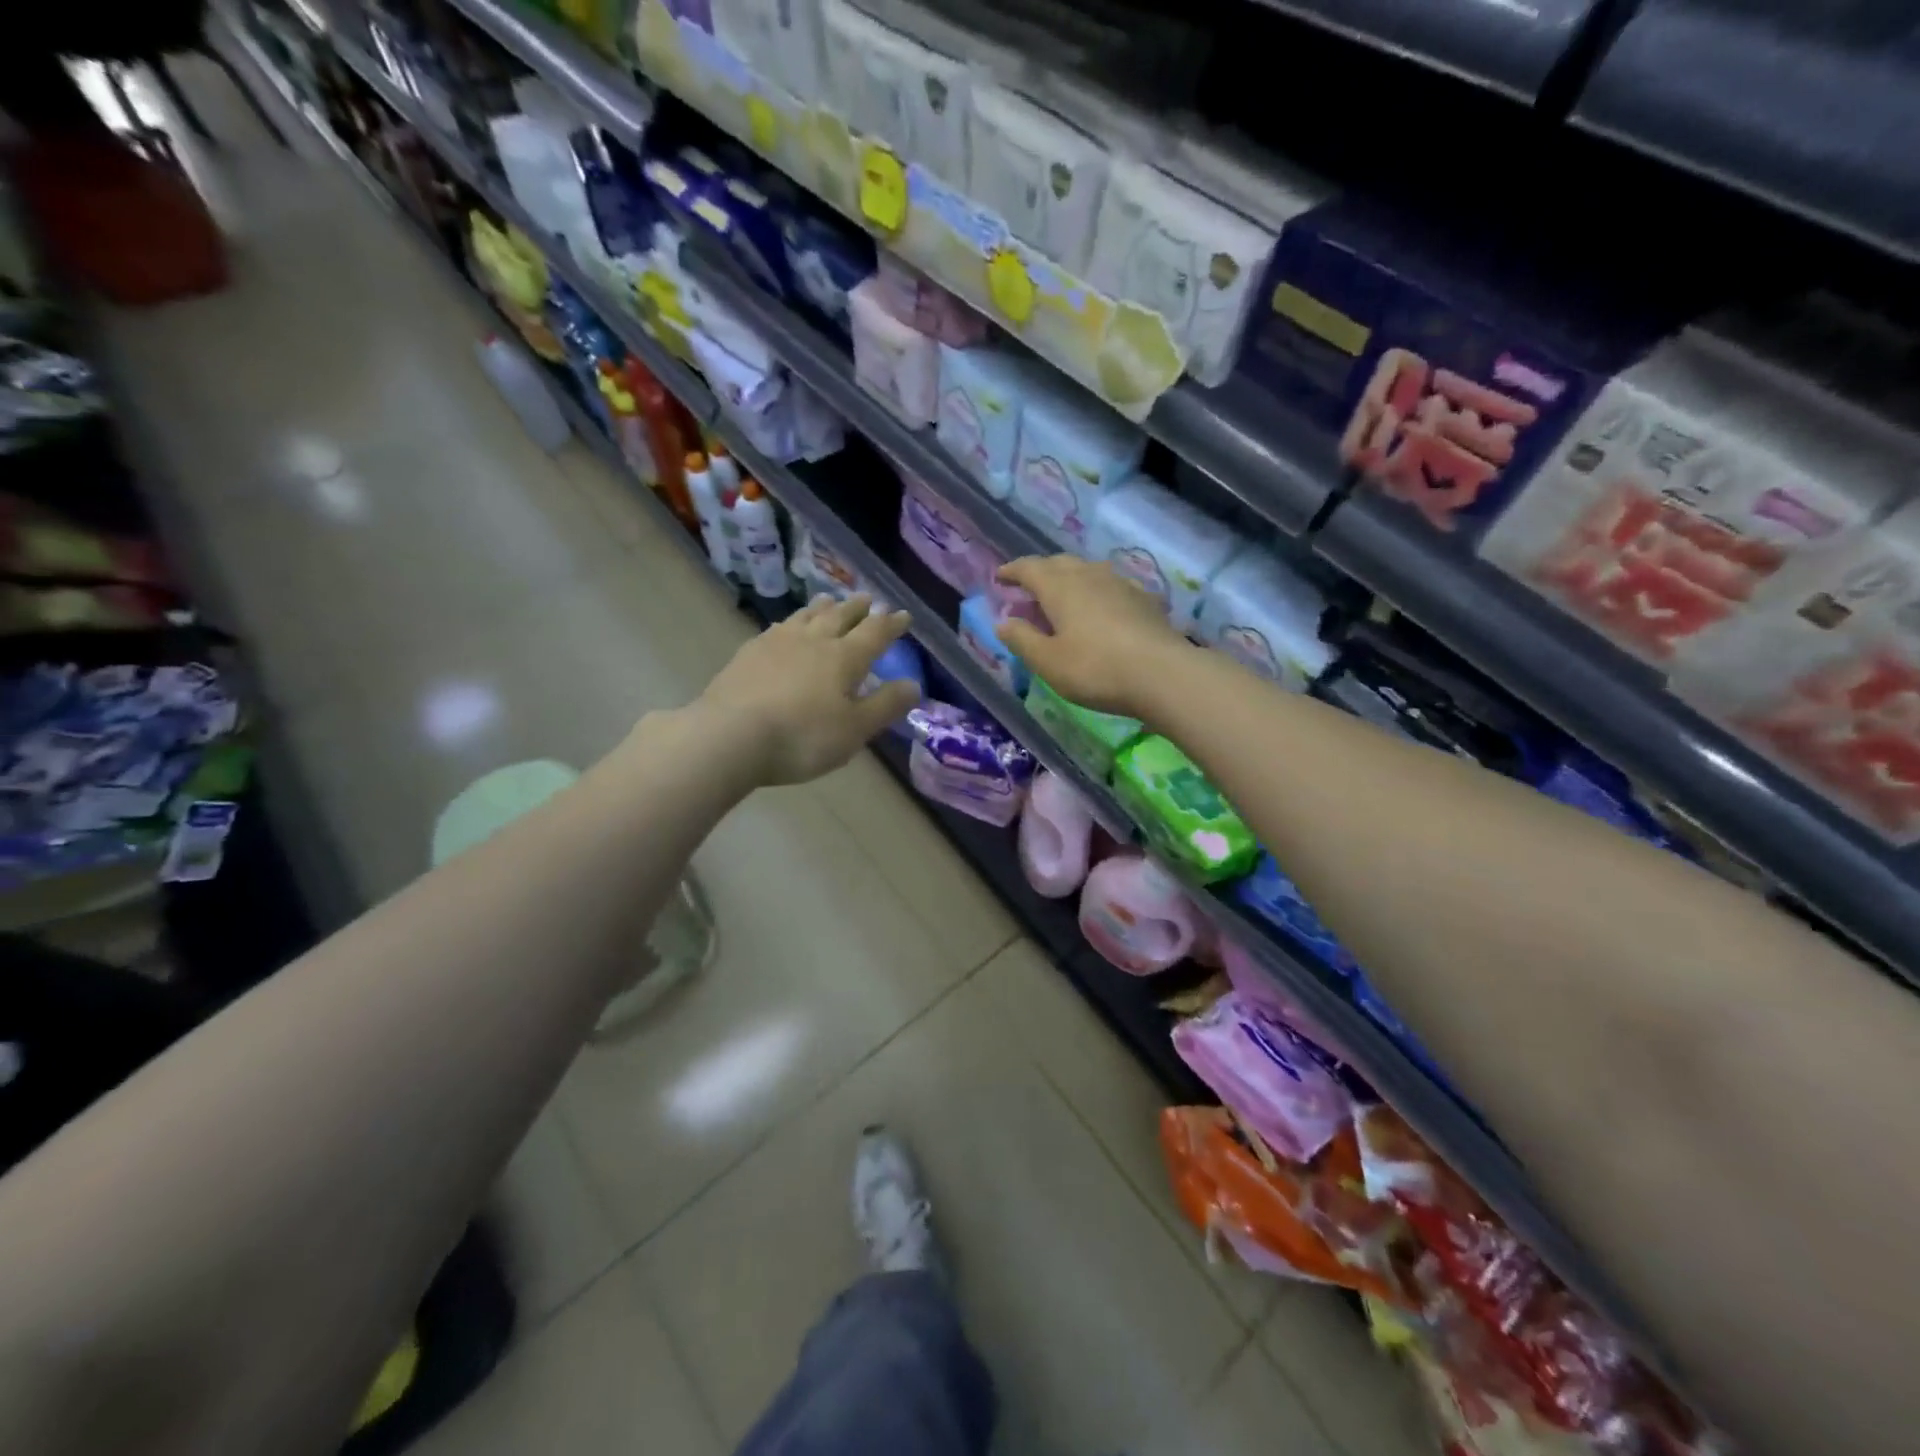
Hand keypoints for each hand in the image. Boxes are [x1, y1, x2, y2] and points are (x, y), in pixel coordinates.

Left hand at [694, 594, 921, 785]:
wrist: (731, 736)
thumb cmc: (802, 737)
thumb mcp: (855, 730)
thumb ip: (885, 706)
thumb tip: (914, 684)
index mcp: (844, 658)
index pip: (875, 633)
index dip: (891, 624)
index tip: (903, 615)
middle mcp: (814, 641)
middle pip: (840, 616)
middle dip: (857, 608)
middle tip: (868, 599)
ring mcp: (777, 642)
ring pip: (807, 616)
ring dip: (823, 607)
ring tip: (831, 600)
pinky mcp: (749, 652)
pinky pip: (778, 627)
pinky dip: (792, 622)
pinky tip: (786, 626)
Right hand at [994, 556, 1188, 716]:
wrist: (1163, 674)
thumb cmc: (1095, 668)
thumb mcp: (1047, 661)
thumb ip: (1022, 639)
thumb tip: (1003, 622)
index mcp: (1060, 587)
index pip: (1029, 568)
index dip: (1012, 571)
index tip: (1000, 577)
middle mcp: (1089, 575)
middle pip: (1059, 563)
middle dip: (1041, 572)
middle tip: (1029, 588)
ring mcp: (1120, 584)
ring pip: (1087, 571)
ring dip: (1070, 579)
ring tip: (1063, 597)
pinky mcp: (1144, 600)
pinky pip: (1110, 586)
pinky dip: (1095, 592)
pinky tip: (1100, 609)